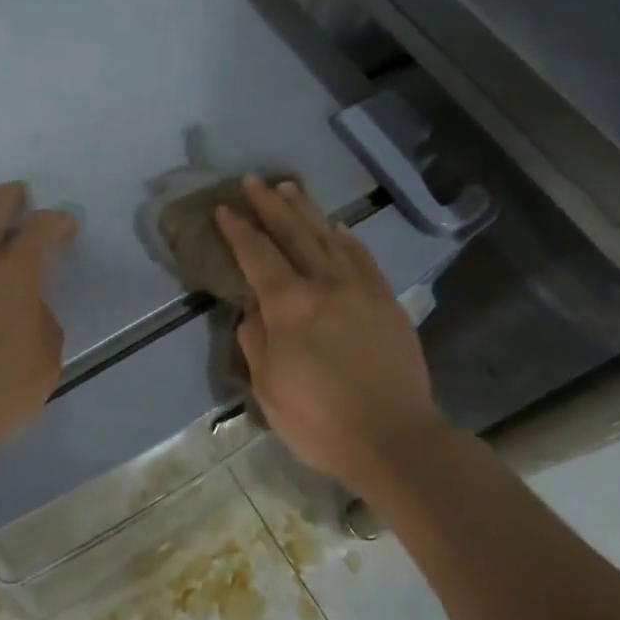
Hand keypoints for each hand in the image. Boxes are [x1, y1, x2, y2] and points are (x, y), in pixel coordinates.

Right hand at [215, 177, 446, 492]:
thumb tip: (255, 309)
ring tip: (289, 188)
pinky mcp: (385, 300)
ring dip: (306, 210)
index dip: (238, 230)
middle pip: (293, 233)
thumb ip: (255, 339)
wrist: (394, 438)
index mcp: (289, 305)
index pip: (257, 255)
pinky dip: (345, 238)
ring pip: (328, 237)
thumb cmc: (320, 420)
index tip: (225, 208)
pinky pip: (362, 257)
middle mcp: (324, 284)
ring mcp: (360, 288)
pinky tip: (337, 228)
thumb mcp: (268, 387)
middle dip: (270, 205)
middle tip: (253, 181)